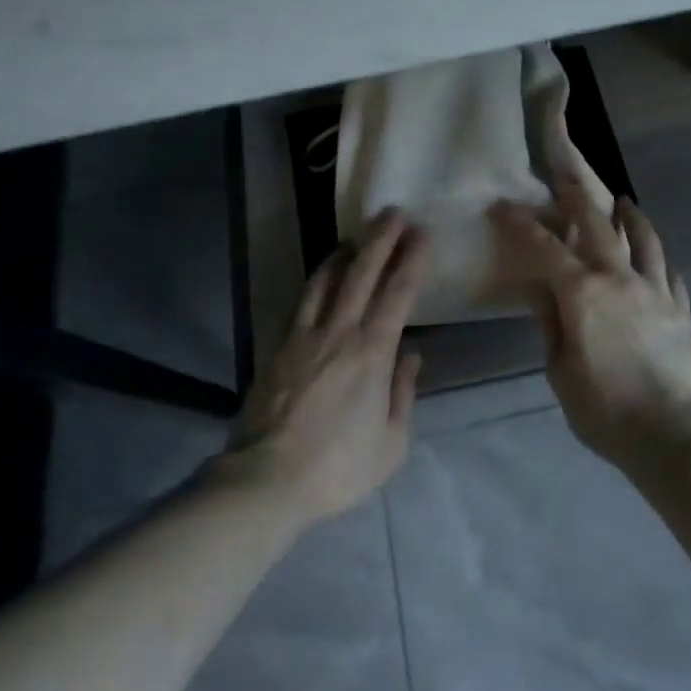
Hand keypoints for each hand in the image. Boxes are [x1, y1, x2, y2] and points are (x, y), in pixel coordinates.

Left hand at [221, 210, 430, 523]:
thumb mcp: (391, 444)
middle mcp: (340, 331)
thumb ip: (403, 393)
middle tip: (393, 212)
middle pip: (363, 272)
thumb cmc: (337, 467)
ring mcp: (305, 334)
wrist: (267, 478)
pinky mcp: (279, 345)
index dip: (412, 259)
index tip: (423, 233)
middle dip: (381, 238)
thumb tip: (411, 355)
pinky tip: (321, 276)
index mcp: (373, 352)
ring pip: (326, 279)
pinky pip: (300, 301)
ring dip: (344, 252)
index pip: (398, 292)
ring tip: (355, 235)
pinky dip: (316, 281)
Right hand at [490, 185, 690, 474]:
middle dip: (578, 198)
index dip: (521, 223)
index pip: (546, 246)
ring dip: (631, 217)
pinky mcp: (681, 309)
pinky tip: (657, 258)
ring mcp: (655, 290)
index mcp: (582, 292)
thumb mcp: (560, 371)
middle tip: (567, 180)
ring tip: (625, 202)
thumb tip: (538, 287)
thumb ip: (550, 323)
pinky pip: (669, 273)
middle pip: (599, 225)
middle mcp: (619, 278)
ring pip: (644, 239)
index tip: (503, 205)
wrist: (675, 434)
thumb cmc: (605, 409)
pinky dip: (659, 258)